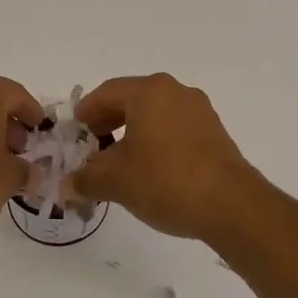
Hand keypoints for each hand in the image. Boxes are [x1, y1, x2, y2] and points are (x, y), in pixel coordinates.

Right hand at [70, 74, 263, 241]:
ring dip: (132, 135)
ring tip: (117, 164)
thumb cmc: (165, 180)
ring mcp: (200, 112)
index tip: (73, 134)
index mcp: (149, 91)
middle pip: (131, 101)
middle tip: (91, 149)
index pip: (106, 93)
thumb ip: (85, 178)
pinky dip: (155, 143)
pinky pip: (174, 130)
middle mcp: (176, 92)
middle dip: (107, 124)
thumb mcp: (114, 181)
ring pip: (154, 116)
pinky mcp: (214, 134)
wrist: (230, 205)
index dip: (84, 114)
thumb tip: (67, 184)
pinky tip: (148, 171)